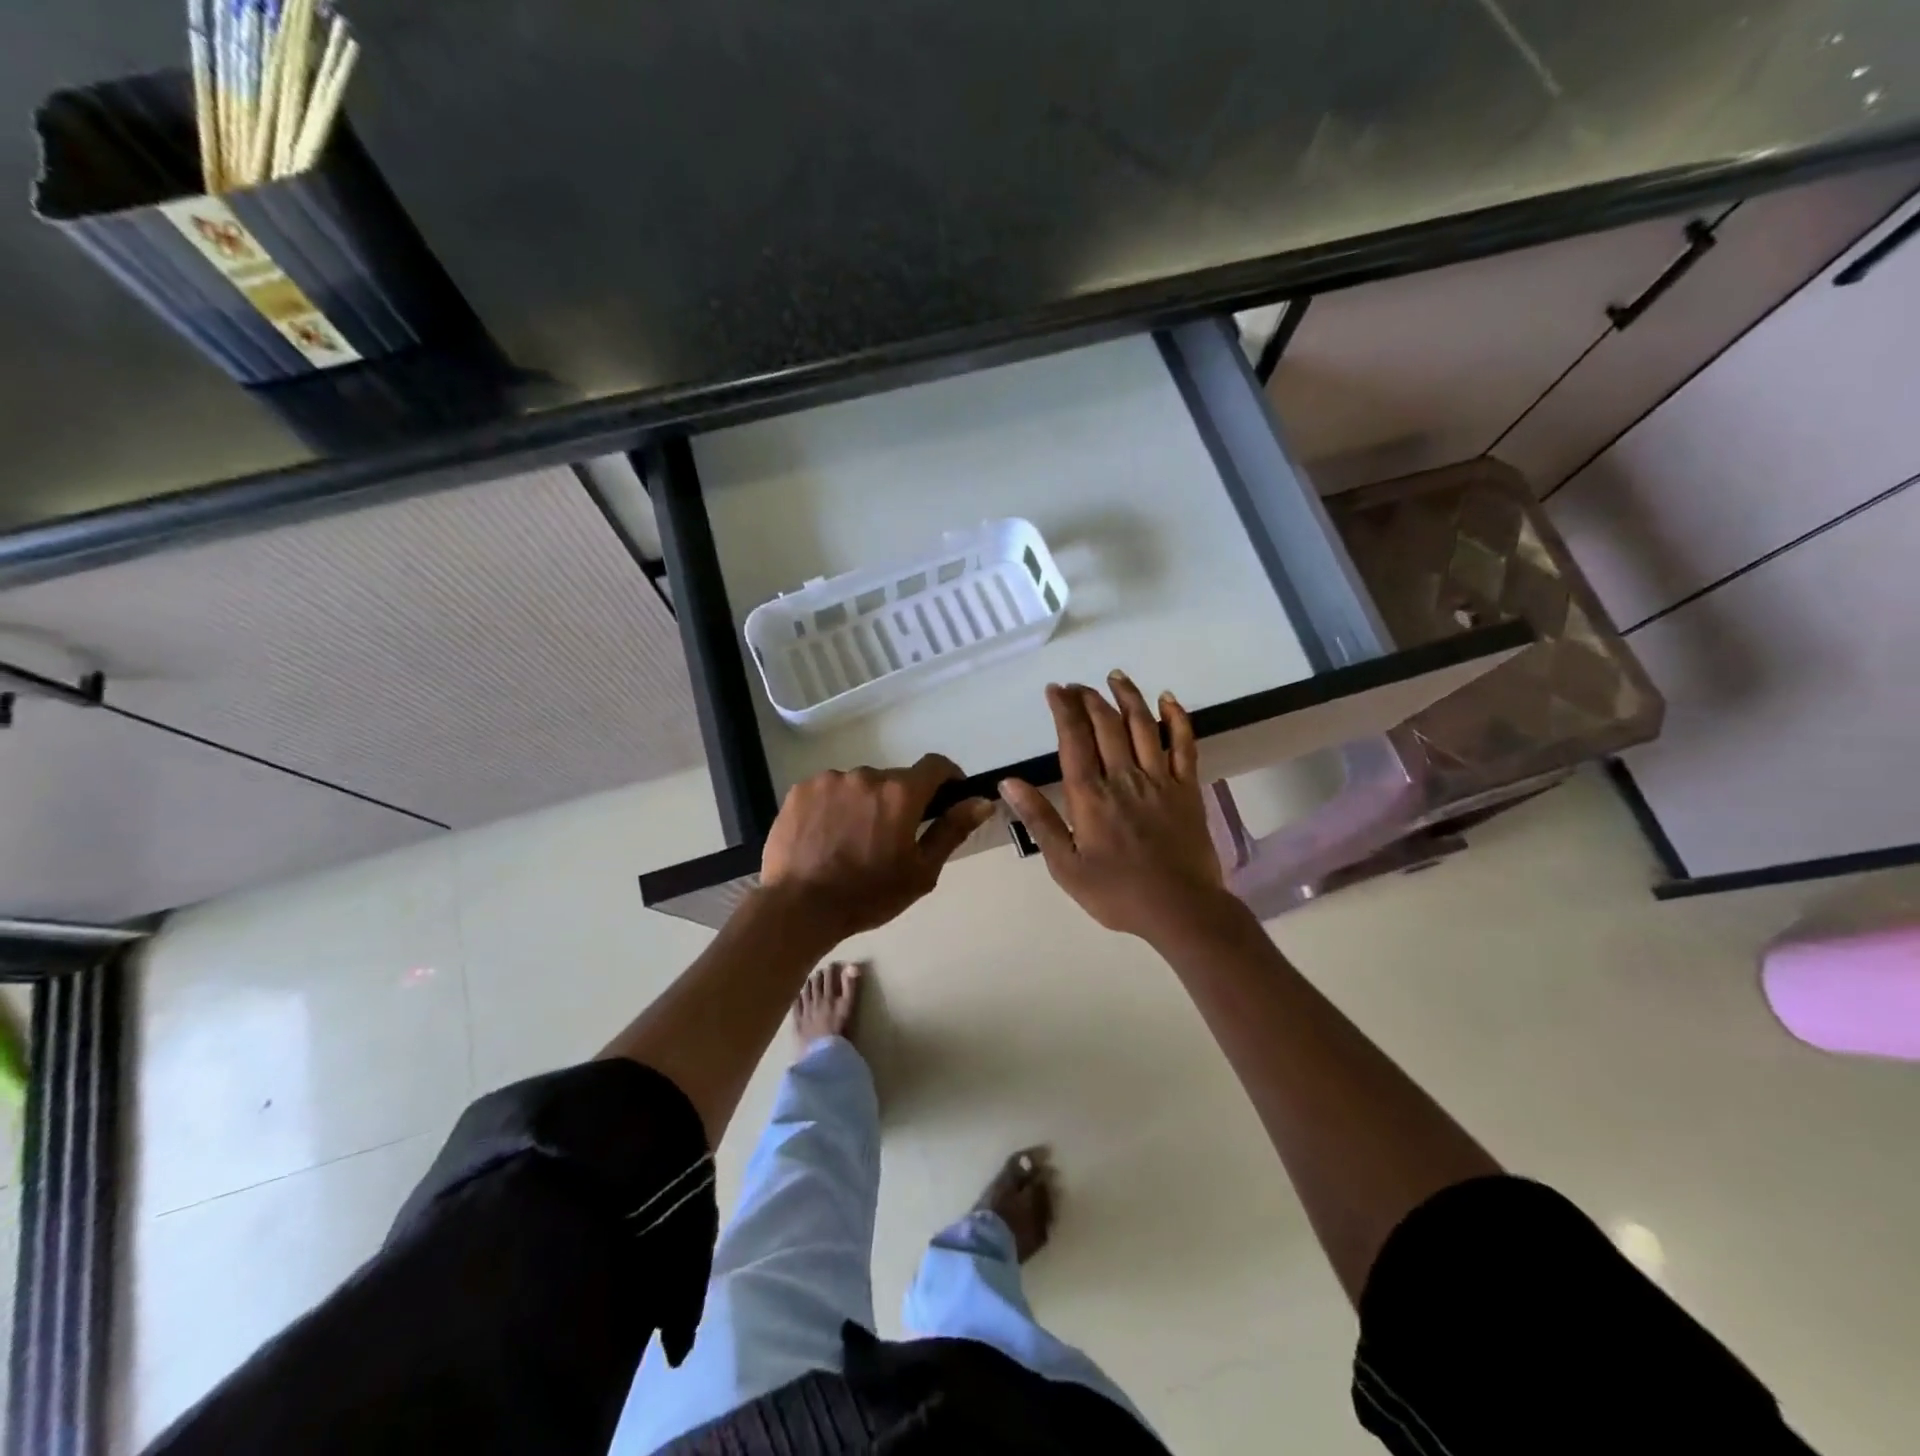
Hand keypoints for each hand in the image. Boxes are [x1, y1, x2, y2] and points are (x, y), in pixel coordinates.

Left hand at [760, 754, 994, 941]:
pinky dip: (834, 807)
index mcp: (901, 794)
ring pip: (859, 785)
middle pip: (894, 780)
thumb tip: (982, 802)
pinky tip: (826, 836)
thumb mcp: (921, 871)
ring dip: (864, 803)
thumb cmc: (868, 895)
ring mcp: (830, 780)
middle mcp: (867, 776)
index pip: (935, 765)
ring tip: (852, 840)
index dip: (947, 777)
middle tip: (890, 837)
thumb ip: (952, 830)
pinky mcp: (801, 790)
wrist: (799, 907)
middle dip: (899, 801)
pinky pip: (828, 791)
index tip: (947, 796)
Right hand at [1001, 673, 1236, 945]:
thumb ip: (1039, 820)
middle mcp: (1124, 778)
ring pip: (1143, 726)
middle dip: (1089, 699)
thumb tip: (1009, 783)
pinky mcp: (1187, 789)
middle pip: (1106, 726)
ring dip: (1128, 697)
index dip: (1063, 710)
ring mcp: (1159, 780)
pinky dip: (1178, 719)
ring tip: (1116, 676)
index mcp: (1090, 797)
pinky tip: (1168, 699)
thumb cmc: (1116, 893)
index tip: (1055, 689)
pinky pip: (1185, 745)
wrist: (1181, 910)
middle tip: (1078, 685)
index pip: (1073, 741)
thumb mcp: (1065, 866)